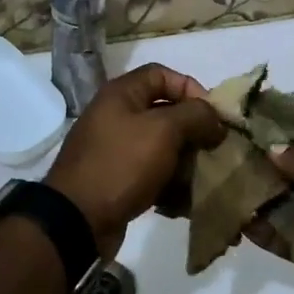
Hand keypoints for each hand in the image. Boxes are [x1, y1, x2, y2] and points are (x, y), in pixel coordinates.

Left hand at [46, 64, 223, 257]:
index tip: (213, 115)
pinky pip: (151, 175)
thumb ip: (195, 115)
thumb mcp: (164, 130)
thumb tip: (215, 119)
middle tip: (214, 149)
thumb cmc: (122, 164)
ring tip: (204, 177)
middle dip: (193, 130)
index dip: (191, 88)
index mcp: (121, 94)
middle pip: (165, 113)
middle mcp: (116, 117)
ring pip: (161, 147)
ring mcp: (115, 150)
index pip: (162, 75)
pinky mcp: (118, 180)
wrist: (78, 219)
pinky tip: (185, 200)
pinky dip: (169, 184)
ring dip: (185, 161)